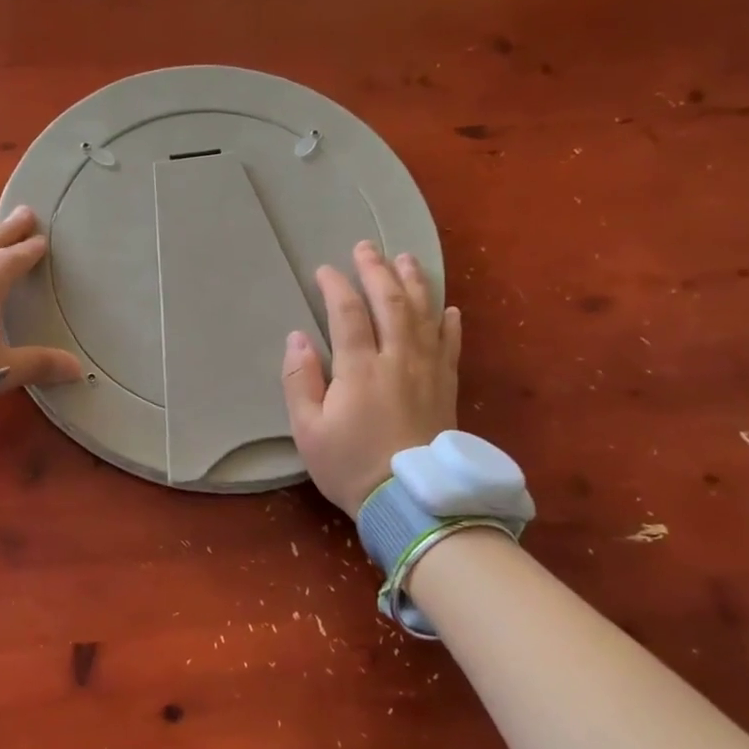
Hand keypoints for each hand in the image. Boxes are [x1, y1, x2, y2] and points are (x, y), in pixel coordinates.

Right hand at [280, 241, 460, 517]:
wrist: (413, 501)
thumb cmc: (351, 466)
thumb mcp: (308, 429)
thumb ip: (299, 380)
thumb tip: (298, 338)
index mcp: (360, 369)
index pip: (348, 313)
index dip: (336, 286)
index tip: (325, 270)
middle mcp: (398, 359)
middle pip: (391, 302)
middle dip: (376, 270)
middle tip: (366, 247)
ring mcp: (428, 371)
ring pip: (424, 315)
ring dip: (414, 283)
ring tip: (405, 258)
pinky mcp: (447, 387)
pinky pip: (450, 345)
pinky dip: (449, 322)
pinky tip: (448, 307)